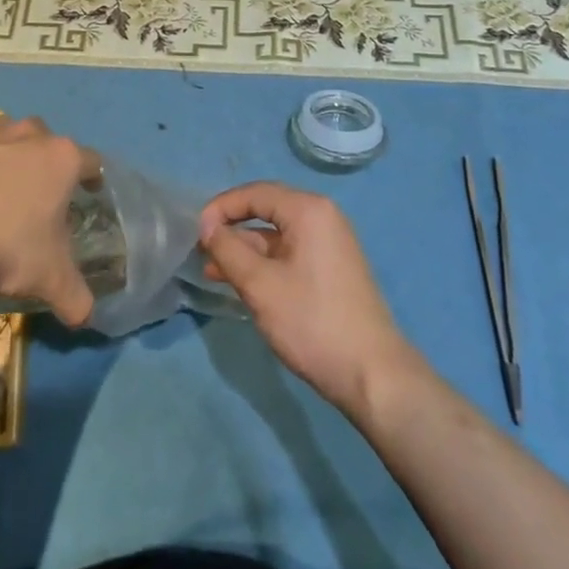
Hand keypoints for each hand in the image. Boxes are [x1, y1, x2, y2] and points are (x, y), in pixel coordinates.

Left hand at [0, 116, 101, 325]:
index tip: (89, 193)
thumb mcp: (50, 280)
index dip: (92, 178)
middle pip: (46, 140)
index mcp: (61, 159)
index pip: (91, 161)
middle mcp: (28, 134)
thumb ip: (76, 297)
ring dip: (6, 152)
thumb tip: (87, 317)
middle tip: (37, 194)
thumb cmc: (6, 248)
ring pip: (5, 133)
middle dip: (45, 160)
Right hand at [199, 182, 421, 415]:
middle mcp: (322, 217)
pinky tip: (242, 284)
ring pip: (277, 236)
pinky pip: (290, 254)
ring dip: (245, 251)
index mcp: (308, 210)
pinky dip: (265, 264)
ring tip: (212, 272)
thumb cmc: (312, 322)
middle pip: (266, 211)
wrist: (373, 375)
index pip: (255, 193)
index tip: (195, 232)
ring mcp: (330, 244)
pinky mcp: (332, 269)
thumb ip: (228, 250)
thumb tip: (206, 225)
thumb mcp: (260, 285)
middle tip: (201, 251)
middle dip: (231, 230)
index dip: (221, 208)